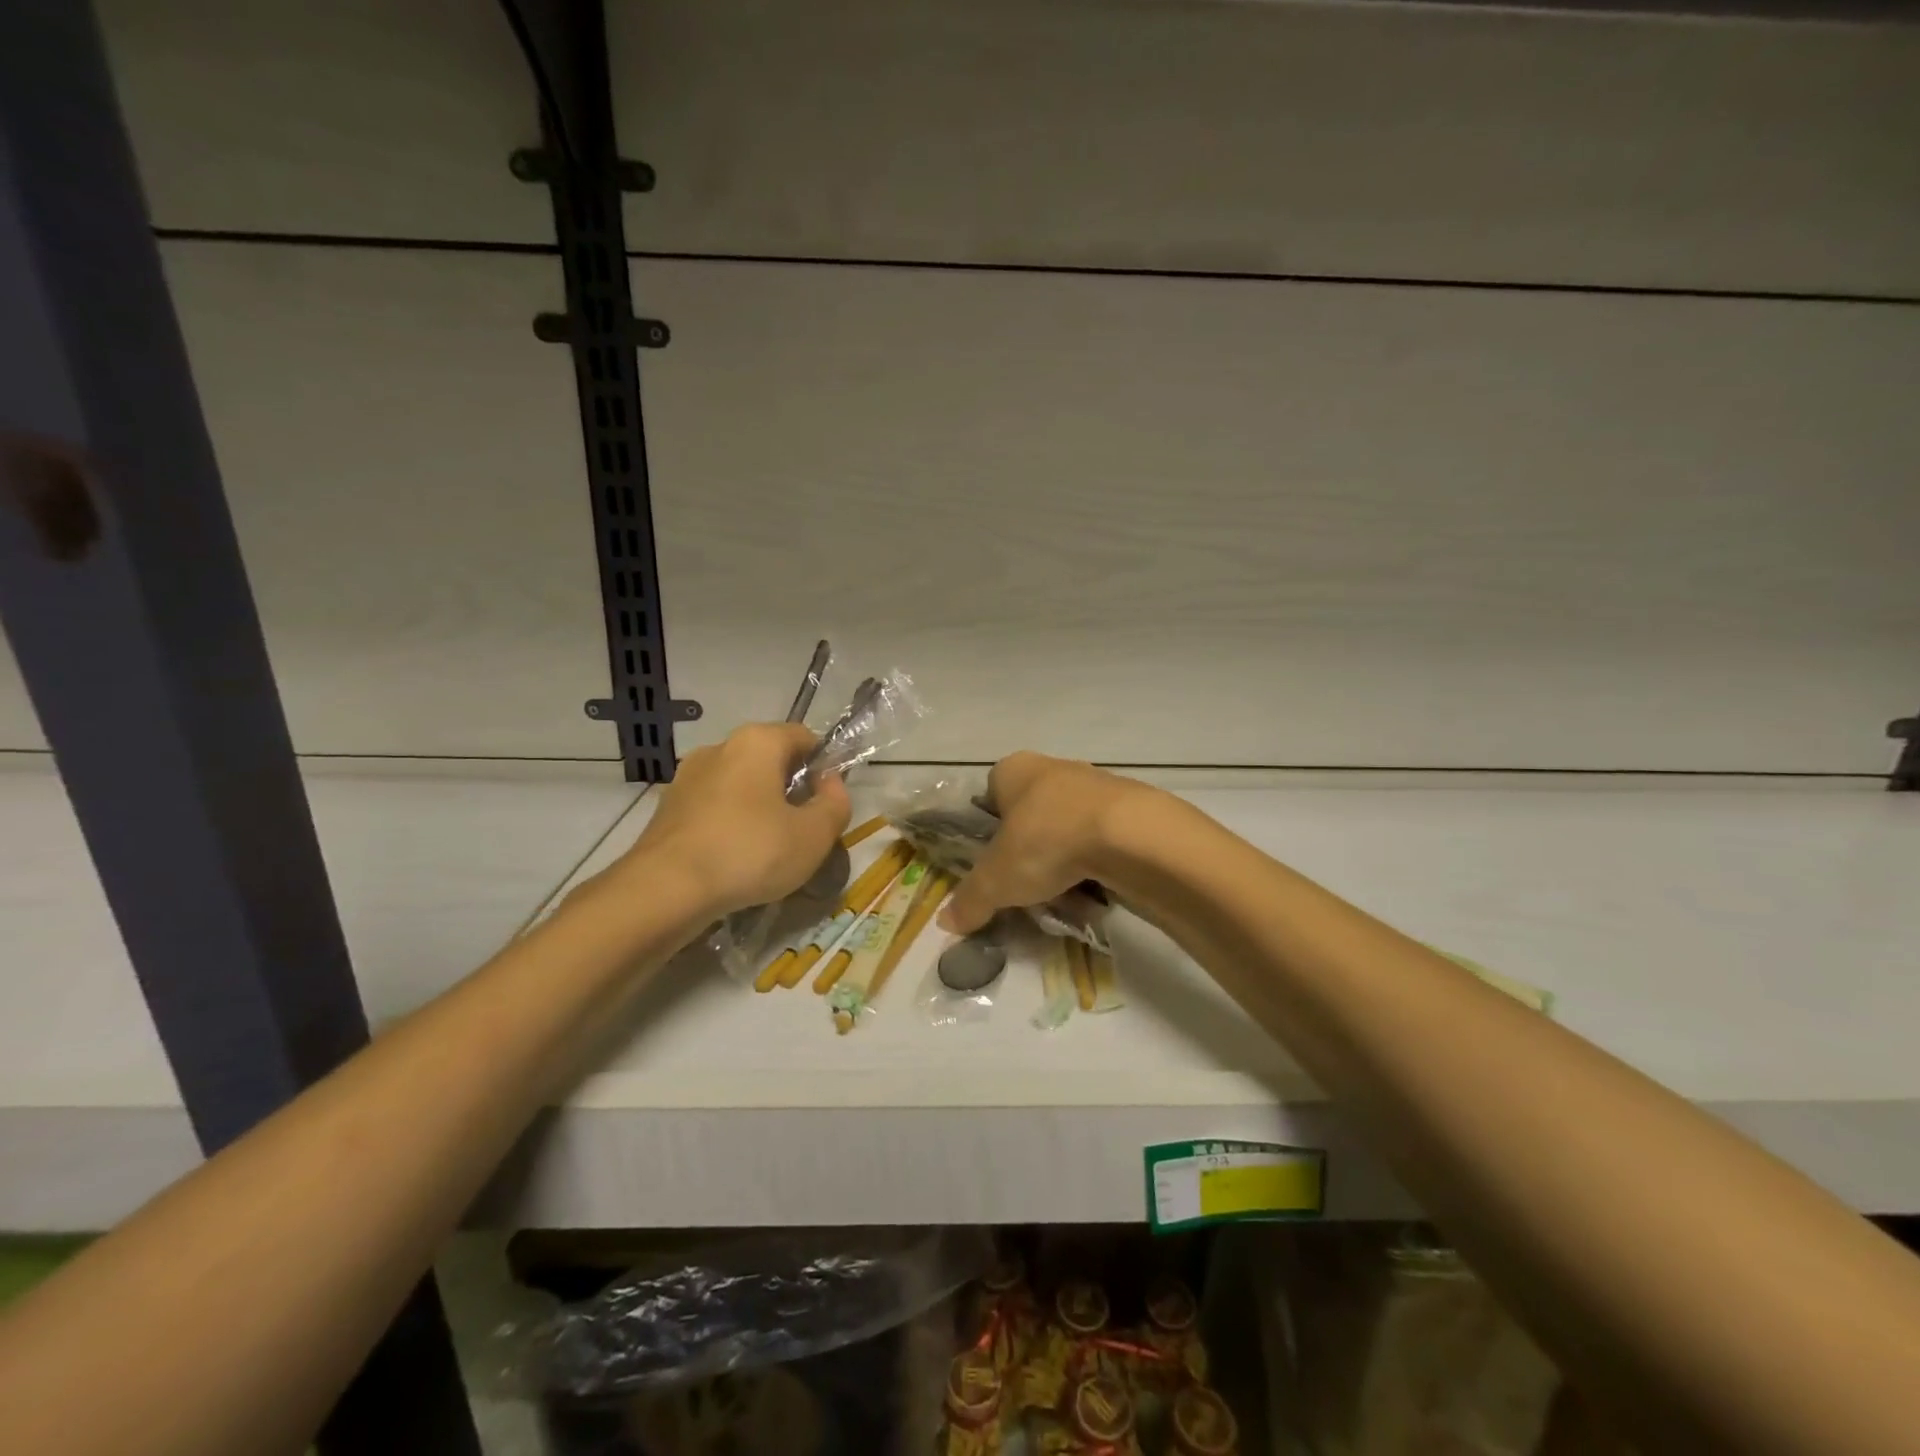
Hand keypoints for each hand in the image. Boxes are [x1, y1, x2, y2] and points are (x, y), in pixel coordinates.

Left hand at [611, 722, 851, 917]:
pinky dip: (730, 824)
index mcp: (757, 742)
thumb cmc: (749, 852)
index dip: (824, 767)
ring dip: (759, 808)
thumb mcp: (814, 835)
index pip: (804, 737)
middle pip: (770, 760)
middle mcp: (720, 747)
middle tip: (803, 830)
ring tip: (768, 850)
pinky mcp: (667, 807)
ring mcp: (688, 777)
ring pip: (740, 785)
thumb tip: (830, 784)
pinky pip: (714, 807)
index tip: (827, 803)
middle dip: (791, 789)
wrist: (664, 890)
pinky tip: (735, 859)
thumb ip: (835, 804)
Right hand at [940, 752, 1161, 934]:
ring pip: (1068, 829)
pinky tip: (1095, 892)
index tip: (994, 863)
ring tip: (1061, 897)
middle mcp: (1054, 768)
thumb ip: (970, 900)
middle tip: (1024, 887)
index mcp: (1014, 770)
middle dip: (1028, 851)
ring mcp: (1096, 784)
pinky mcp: (1130, 808)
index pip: (991, 795)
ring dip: (1063, 860)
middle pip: (1032, 815)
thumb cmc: (1047, 840)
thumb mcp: (997, 879)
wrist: (1131, 835)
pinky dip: (1095, 865)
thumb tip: (947, 924)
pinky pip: (1101, 841)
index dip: (989, 830)